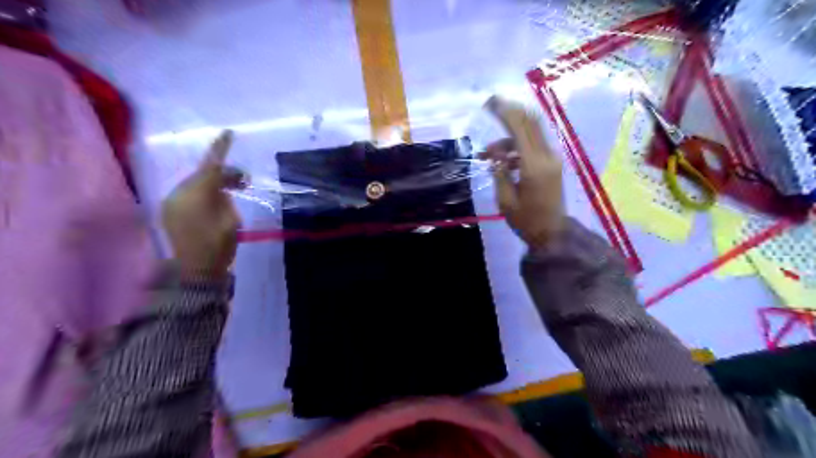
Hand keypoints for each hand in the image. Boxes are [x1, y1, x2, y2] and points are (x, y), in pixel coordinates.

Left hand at [161, 129, 243, 279]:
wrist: (196, 270)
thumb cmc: (219, 246)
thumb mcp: (231, 220)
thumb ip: (226, 197)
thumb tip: (222, 187)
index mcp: (196, 195)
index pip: (210, 166)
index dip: (220, 149)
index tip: (228, 133)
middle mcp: (179, 193)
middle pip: (203, 174)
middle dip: (223, 173)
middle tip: (245, 180)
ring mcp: (172, 202)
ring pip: (196, 183)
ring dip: (214, 183)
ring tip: (233, 191)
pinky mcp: (170, 210)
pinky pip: (189, 193)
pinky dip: (205, 192)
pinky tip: (217, 200)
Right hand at [479, 97, 564, 250]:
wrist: (552, 233)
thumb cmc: (525, 221)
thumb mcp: (505, 200)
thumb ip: (499, 172)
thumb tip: (494, 153)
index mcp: (533, 166)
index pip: (520, 128)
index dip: (504, 111)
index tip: (489, 102)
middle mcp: (546, 156)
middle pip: (530, 122)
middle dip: (511, 110)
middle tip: (491, 104)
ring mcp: (552, 159)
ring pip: (532, 132)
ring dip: (510, 135)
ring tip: (488, 153)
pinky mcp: (552, 163)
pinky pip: (534, 145)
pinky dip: (517, 145)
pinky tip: (503, 160)